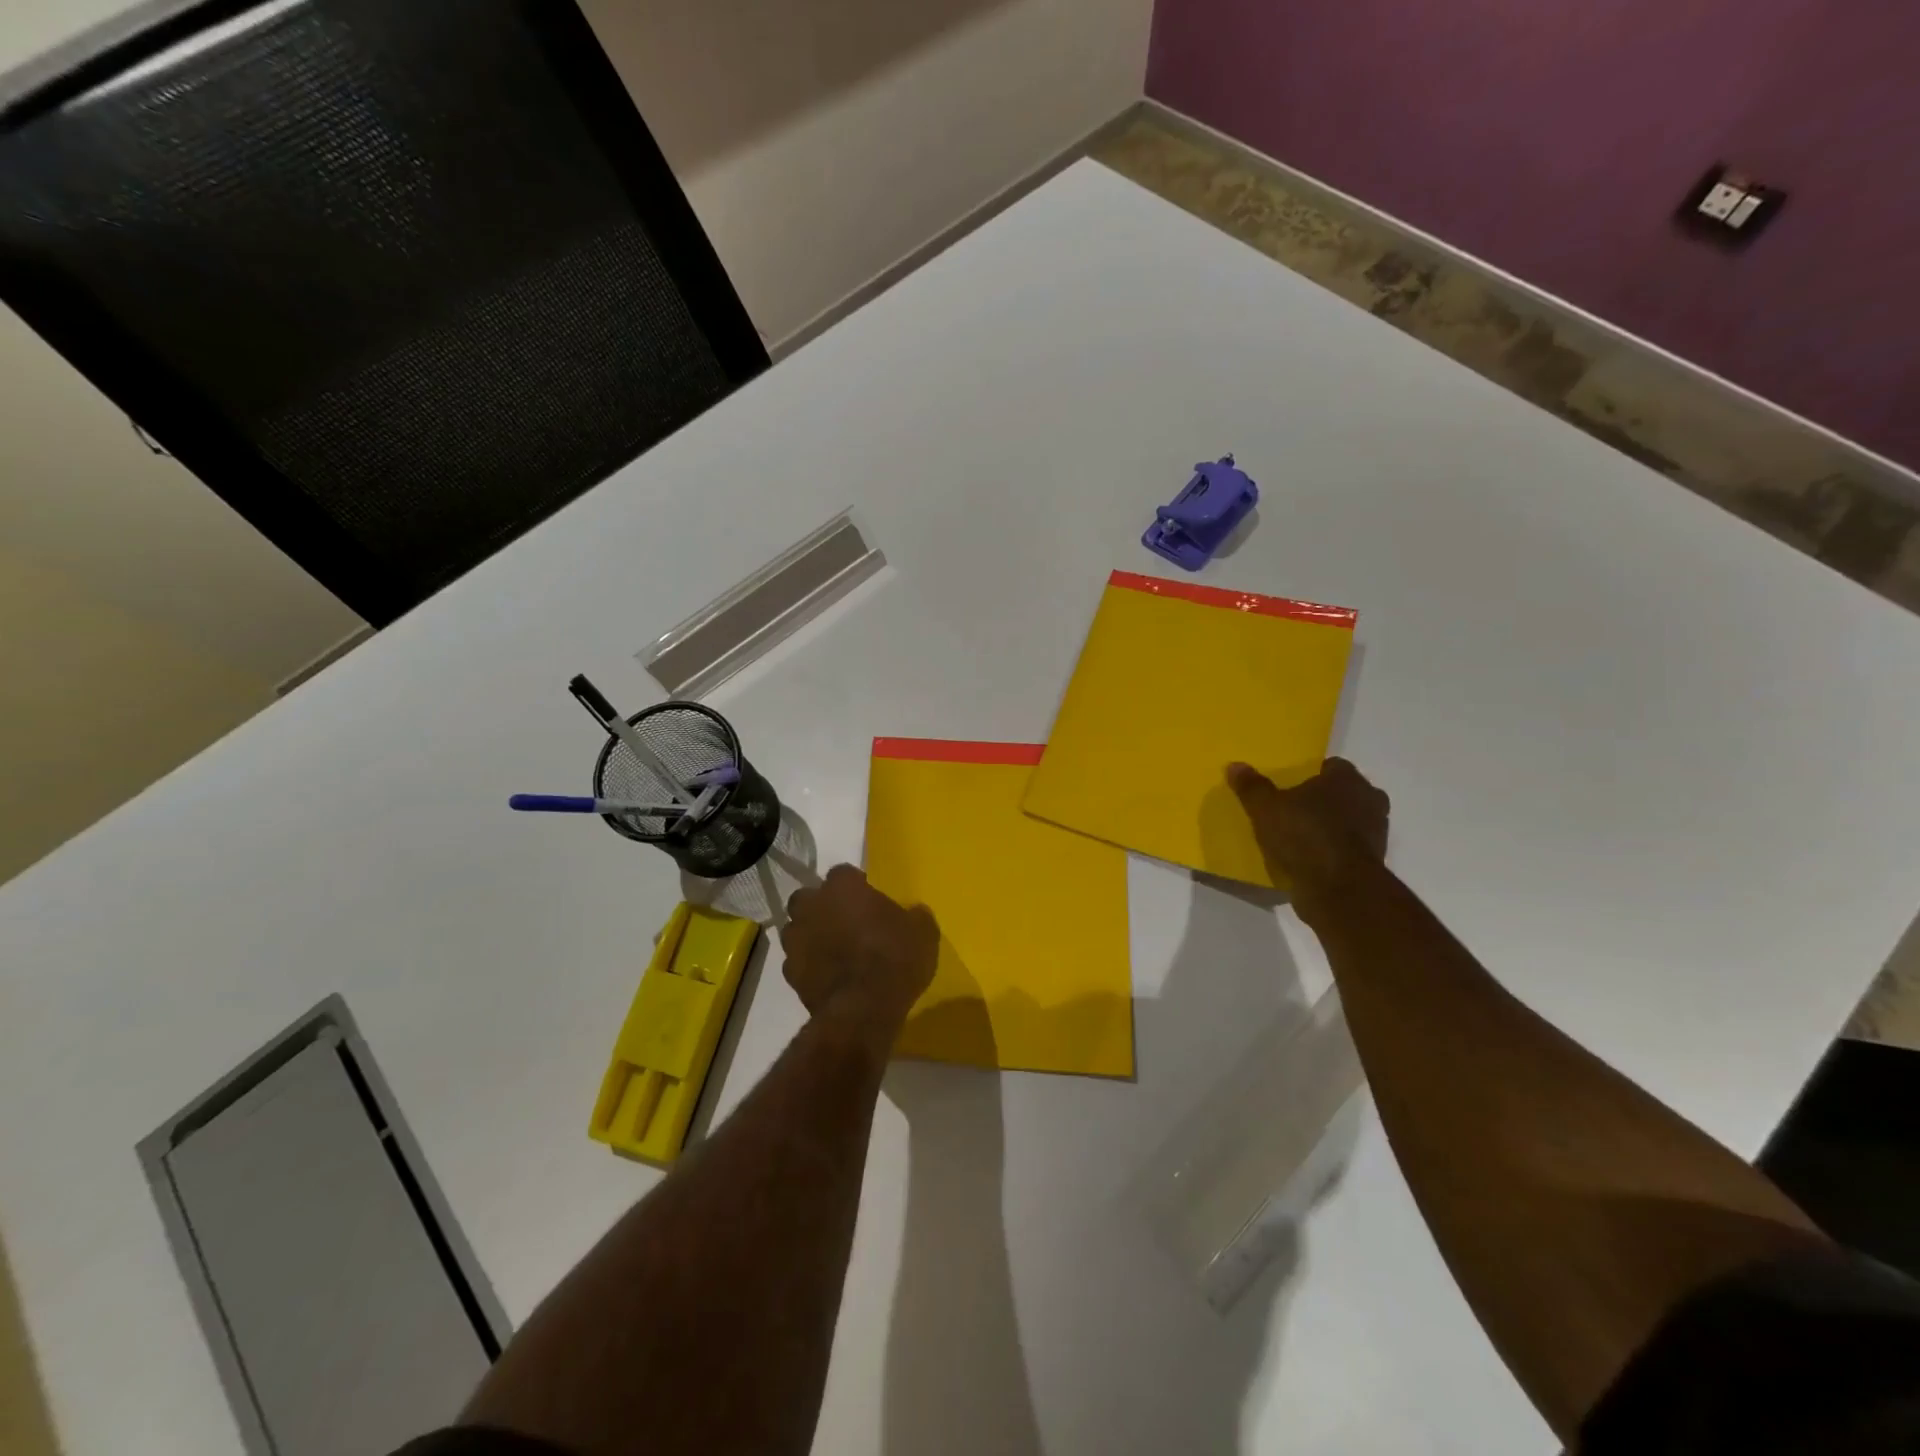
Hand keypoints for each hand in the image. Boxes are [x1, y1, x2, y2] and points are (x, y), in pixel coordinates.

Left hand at [782, 866, 938, 1042]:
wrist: (863, 1010)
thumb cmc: (895, 959)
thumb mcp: (923, 933)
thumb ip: (914, 916)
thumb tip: (914, 912)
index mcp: (843, 887)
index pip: (843, 873)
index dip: (855, 885)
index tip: (869, 899)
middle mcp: (813, 907)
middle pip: (808, 897)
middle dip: (821, 905)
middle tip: (844, 921)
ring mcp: (796, 940)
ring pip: (796, 929)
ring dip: (810, 935)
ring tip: (833, 950)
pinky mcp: (789, 974)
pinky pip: (797, 962)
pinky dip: (808, 966)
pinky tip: (827, 977)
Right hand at [1226, 757, 1388, 913]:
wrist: (1338, 888)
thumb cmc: (1303, 835)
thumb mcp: (1265, 808)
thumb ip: (1252, 786)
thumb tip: (1235, 766)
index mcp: (1346, 778)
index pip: (1332, 766)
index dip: (1312, 774)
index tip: (1292, 786)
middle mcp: (1369, 798)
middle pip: (1344, 793)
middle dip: (1324, 800)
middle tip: (1296, 809)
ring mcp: (1377, 831)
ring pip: (1350, 820)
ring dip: (1332, 826)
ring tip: (1301, 836)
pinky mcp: (1374, 861)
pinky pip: (1349, 847)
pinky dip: (1335, 850)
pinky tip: (1311, 859)